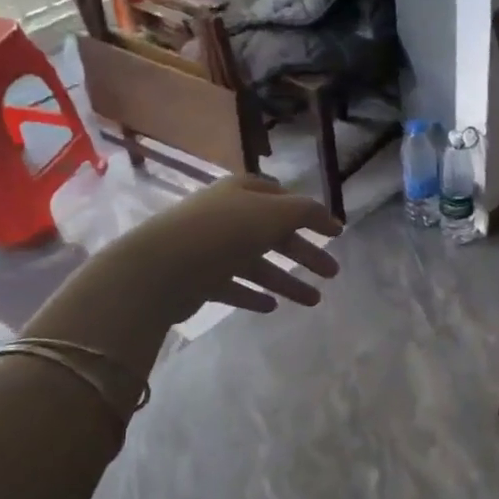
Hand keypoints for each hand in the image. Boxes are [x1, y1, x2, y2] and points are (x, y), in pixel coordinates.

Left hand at [24, 176, 341, 356]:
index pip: (282, 198)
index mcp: (242, 191)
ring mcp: (210, 248)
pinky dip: (253, 294)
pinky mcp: (197, 278)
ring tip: (314, 301)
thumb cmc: (224, 231)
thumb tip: (330, 218)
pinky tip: (273, 307)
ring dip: (287, 280)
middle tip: (333, 272)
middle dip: (304, 252)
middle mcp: (226, 215)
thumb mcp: (274, 213)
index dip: (310, 214)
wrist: (163, 267)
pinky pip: (233, 286)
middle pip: (273, 233)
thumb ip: (306, 212)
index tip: (334, 233)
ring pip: (257, 263)